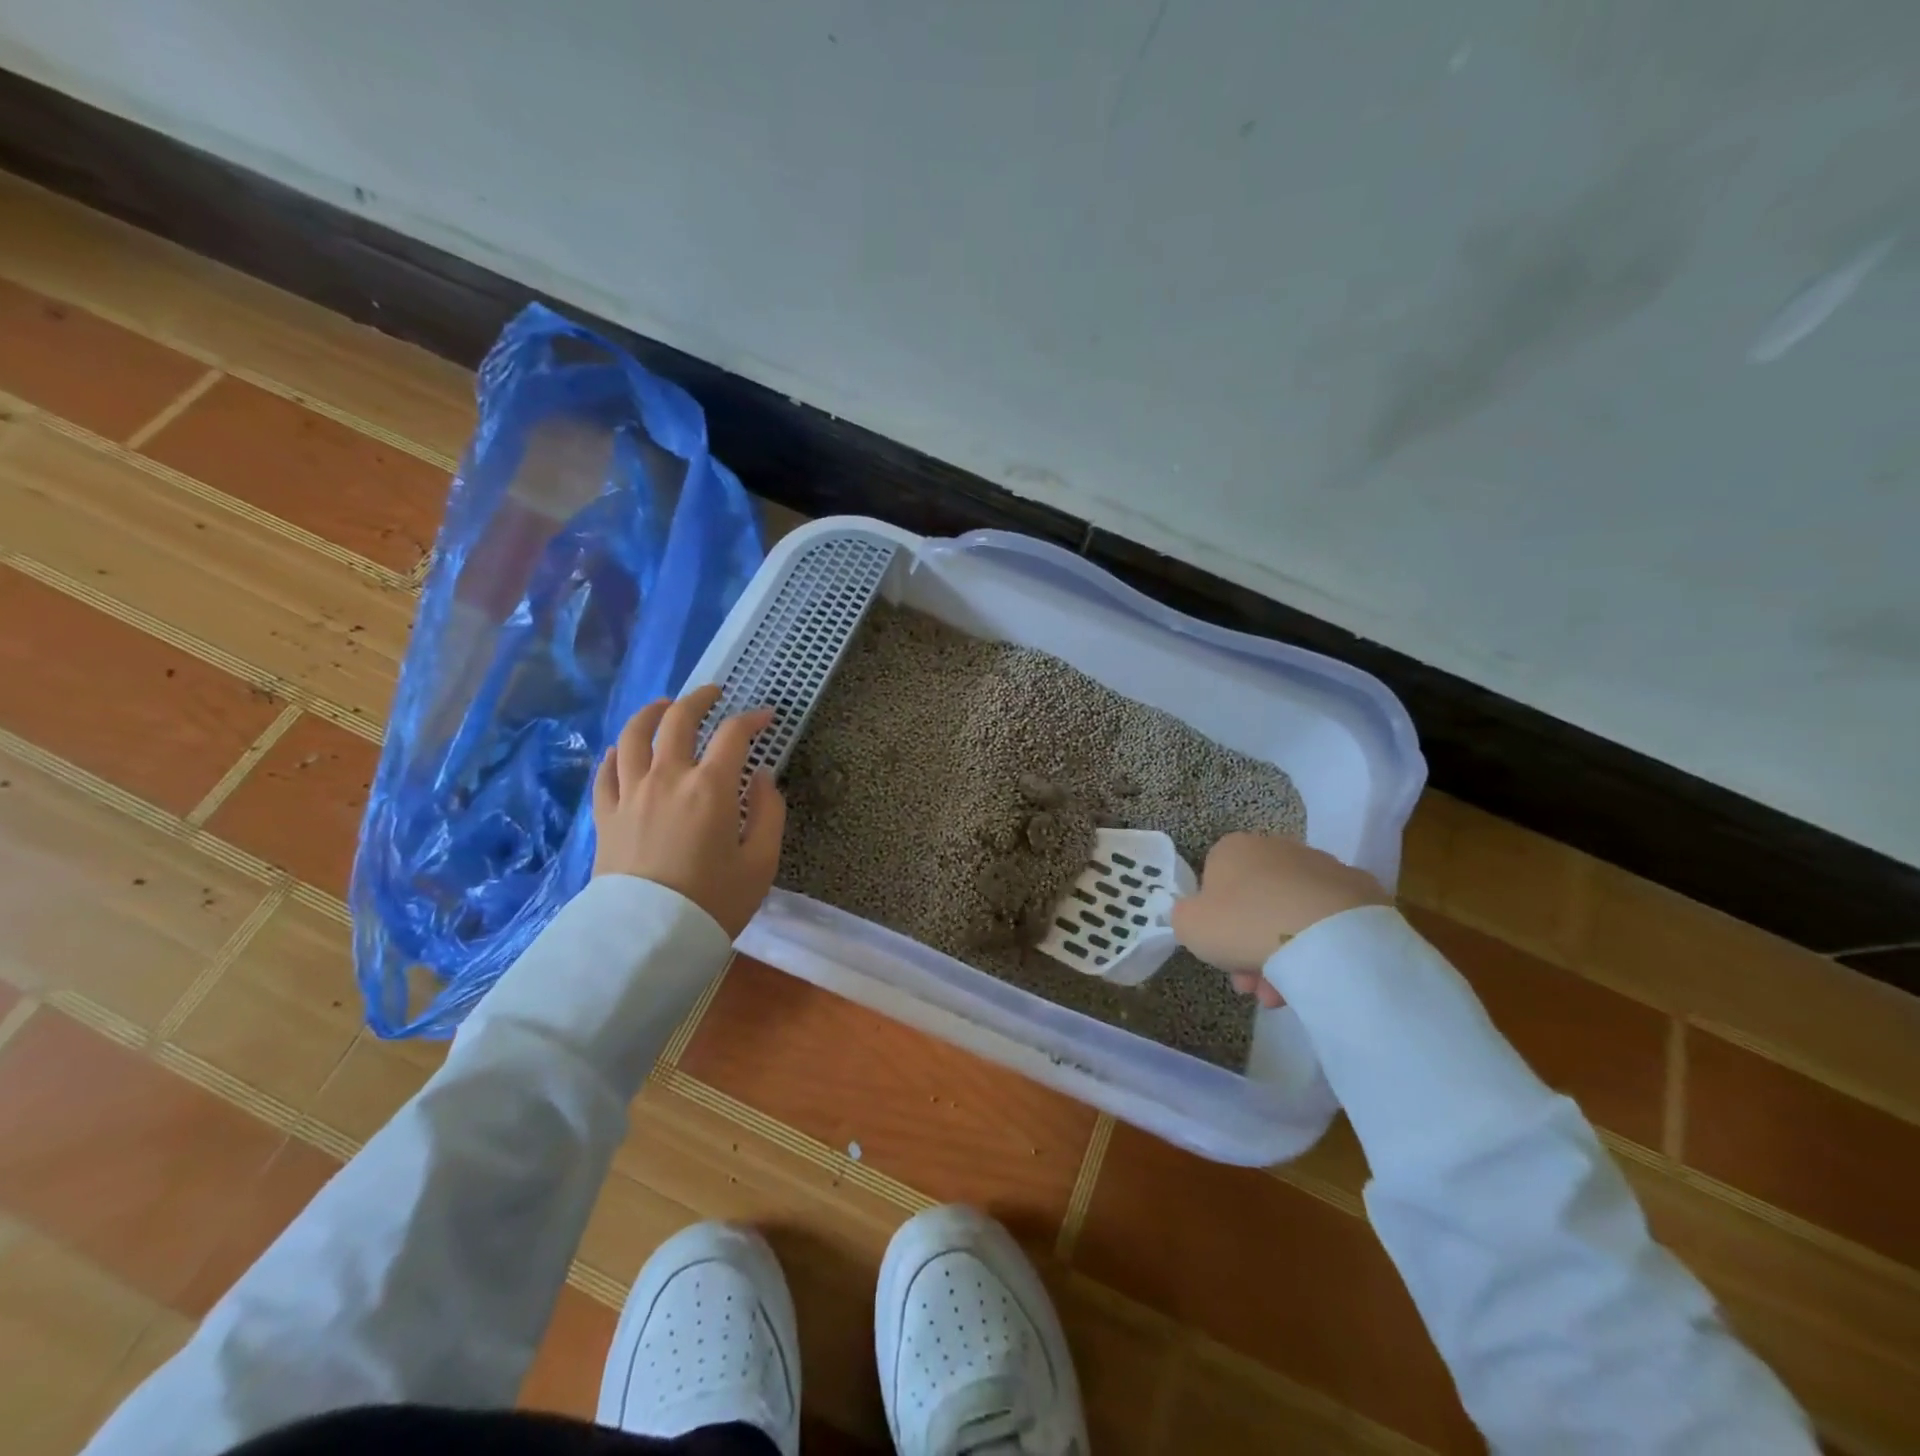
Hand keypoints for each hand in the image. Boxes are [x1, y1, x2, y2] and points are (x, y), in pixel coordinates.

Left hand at [591, 685, 786, 938]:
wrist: (648, 939)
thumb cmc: (715, 902)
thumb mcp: (761, 862)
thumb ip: (769, 812)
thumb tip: (762, 778)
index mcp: (711, 787)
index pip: (734, 735)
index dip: (753, 719)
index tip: (766, 718)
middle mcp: (668, 777)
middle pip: (678, 719)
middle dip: (700, 699)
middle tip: (714, 694)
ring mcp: (631, 793)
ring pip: (633, 735)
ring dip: (651, 712)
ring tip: (663, 706)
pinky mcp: (606, 815)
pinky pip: (605, 771)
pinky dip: (616, 753)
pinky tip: (624, 751)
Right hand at [1171, 833, 1386, 1007]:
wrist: (1326, 935)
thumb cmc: (1244, 924)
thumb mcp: (1189, 925)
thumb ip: (1183, 916)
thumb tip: (1196, 915)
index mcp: (1234, 849)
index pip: (1215, 881)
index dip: (1214, 921)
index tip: (1221, 953)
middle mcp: (1277, 848)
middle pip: (1255, 902)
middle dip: (1249, 945)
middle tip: (1251, 985)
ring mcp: (1322, 867)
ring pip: (1291, 915)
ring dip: (1282, 954)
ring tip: (1283, 996)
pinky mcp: (1360, 891)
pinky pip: (1328, 922)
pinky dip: (1319, 947)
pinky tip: (1317, 978)